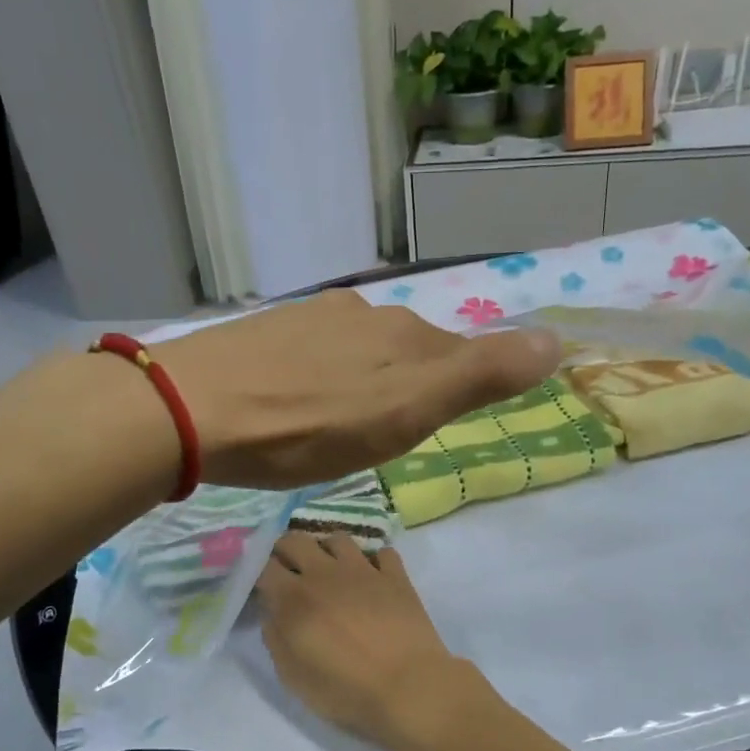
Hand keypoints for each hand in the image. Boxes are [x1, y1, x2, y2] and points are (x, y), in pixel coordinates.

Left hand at [153, 291, 557, 489]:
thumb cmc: (310, 424)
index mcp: (400, 333)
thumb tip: (556, 339)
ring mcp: (304, 320)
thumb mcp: (408, 409)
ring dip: (357, 385)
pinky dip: (313, 381)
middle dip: (403, 388)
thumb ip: (480, 376)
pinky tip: (290, 406)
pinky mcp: (259, 335)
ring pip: (353, 352)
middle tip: (381, 437)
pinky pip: (307, 357)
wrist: (193, 410)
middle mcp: (358, 313)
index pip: (452, 354)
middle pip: (402, 351)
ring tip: (334, 427)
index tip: (427, 430)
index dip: (450, 391)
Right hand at [255, 533, 471, 746]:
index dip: (258, 571)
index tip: (262, 585)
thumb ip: (275, 639)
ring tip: (331, 571)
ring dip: (328, 550)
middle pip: (296, 540)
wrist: (408, 687)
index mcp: (294, 598)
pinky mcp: (396, 577)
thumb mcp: (293, 677)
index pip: (264, 565)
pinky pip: (382, 553)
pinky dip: (374, 562)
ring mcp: (364, 571)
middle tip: (290, 571)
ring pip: (339, 539)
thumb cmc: (345, 690)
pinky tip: (373, 579)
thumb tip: (272, 613)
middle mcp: (325, 574)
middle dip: (286, 550)